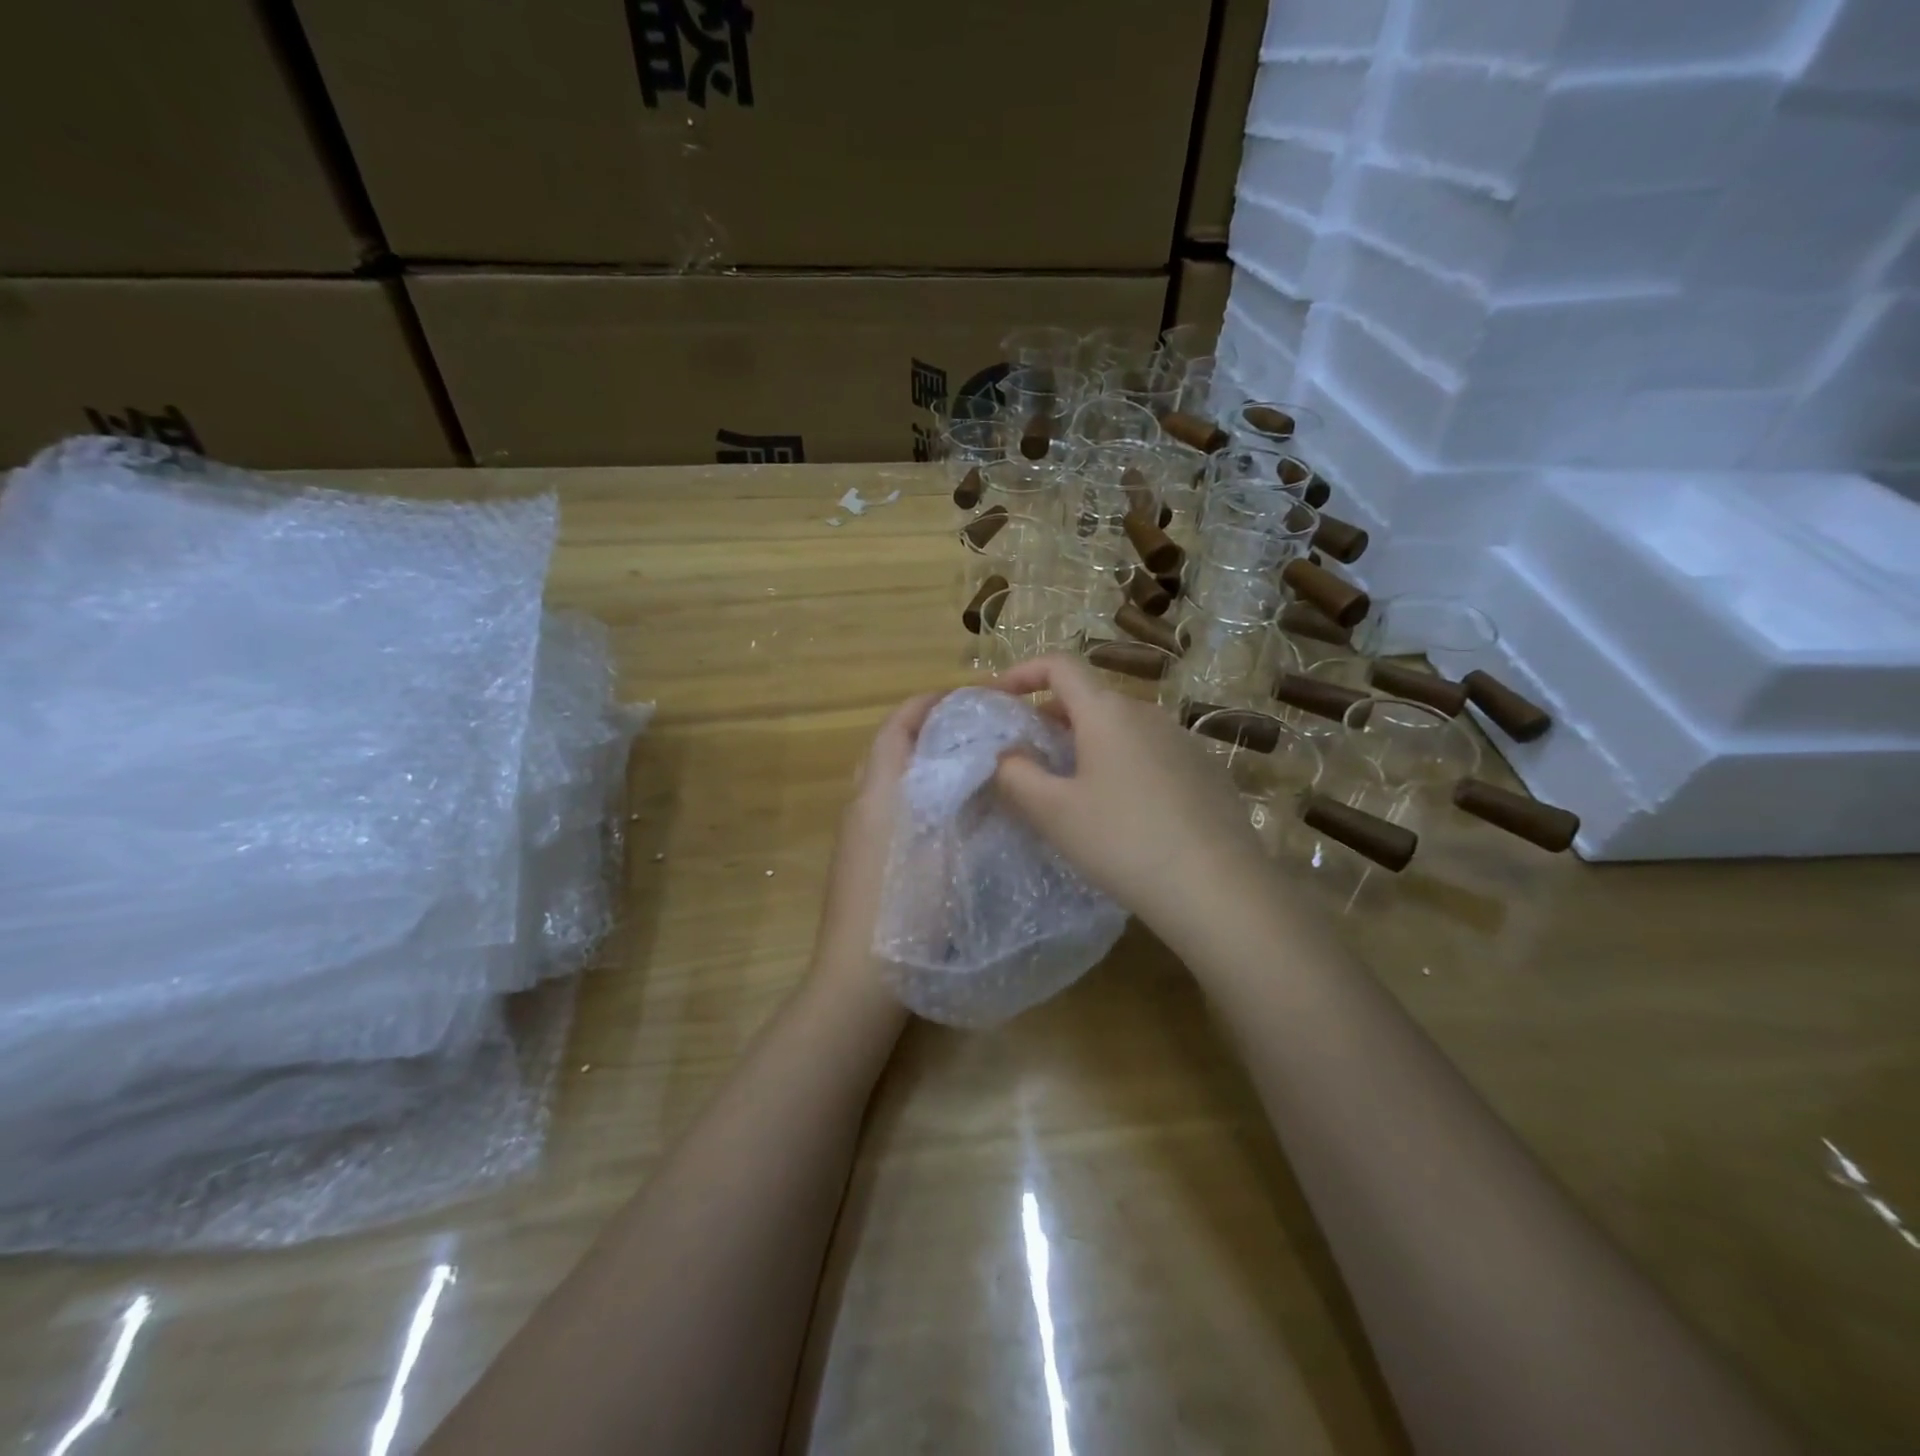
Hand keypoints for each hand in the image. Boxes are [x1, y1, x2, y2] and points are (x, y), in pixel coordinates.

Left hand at [806, 691, 942, 1013]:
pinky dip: (911, 791)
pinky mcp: (856, 859)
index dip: (927, 703)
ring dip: (917, 760)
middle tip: (969, 727)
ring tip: (962, 763)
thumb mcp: (949, 850)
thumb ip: (968, 803)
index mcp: (879, 792)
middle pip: (887, 747)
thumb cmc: (907, 909)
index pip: (897, 726)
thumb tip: (984, 766)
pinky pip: (884, 806)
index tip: (966, 696)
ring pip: (885, 778)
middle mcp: (859, 804)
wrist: (859, 977)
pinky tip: (942, 812)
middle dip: (924, 728)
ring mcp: (854, 833)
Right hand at [990, 656, 1271, 947]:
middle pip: (1090, 698)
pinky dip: (1122, 764)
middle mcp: (1148, 714)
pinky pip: (1151, 753)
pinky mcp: (1206, 772)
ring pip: (1122, 728)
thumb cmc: (1123, 841)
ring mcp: (1183, 741)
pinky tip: (1122, 812)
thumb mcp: (1053, 812)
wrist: (1218, 888)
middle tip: (1027, 754)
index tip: (997, 697)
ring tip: (1070, 787)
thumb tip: (1005, 754)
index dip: (1022, 672)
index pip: (1060, 665)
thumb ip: (1015, 775)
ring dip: (1087, 743)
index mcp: (1107, 712)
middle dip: (1050, 716)